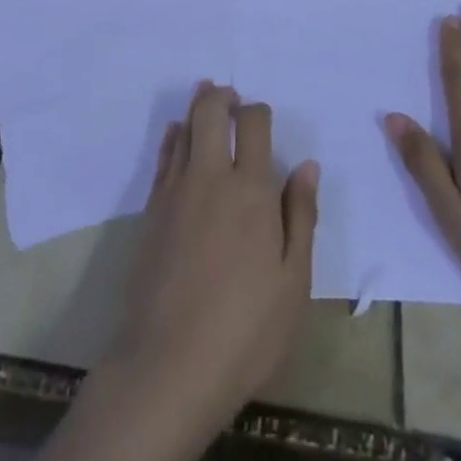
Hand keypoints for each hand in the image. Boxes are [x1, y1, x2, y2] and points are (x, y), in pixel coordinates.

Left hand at [111, 82, 318, 422]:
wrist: (169, 365)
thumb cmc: (245, 330)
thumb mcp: (293, 283)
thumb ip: (301, 217)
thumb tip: (308, 166)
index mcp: (252, 190)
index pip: (254, 124)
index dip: (258, 111)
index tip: (262, 118)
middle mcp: (211, 177)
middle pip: (211, 111)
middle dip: (222, 95)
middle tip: (231, 95)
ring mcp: (176, 190)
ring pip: (185, 128)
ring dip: (197, 106)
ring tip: (206, 97)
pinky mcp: (152, 209)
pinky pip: (164, 156)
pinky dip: (174, 136)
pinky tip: (178, 135)